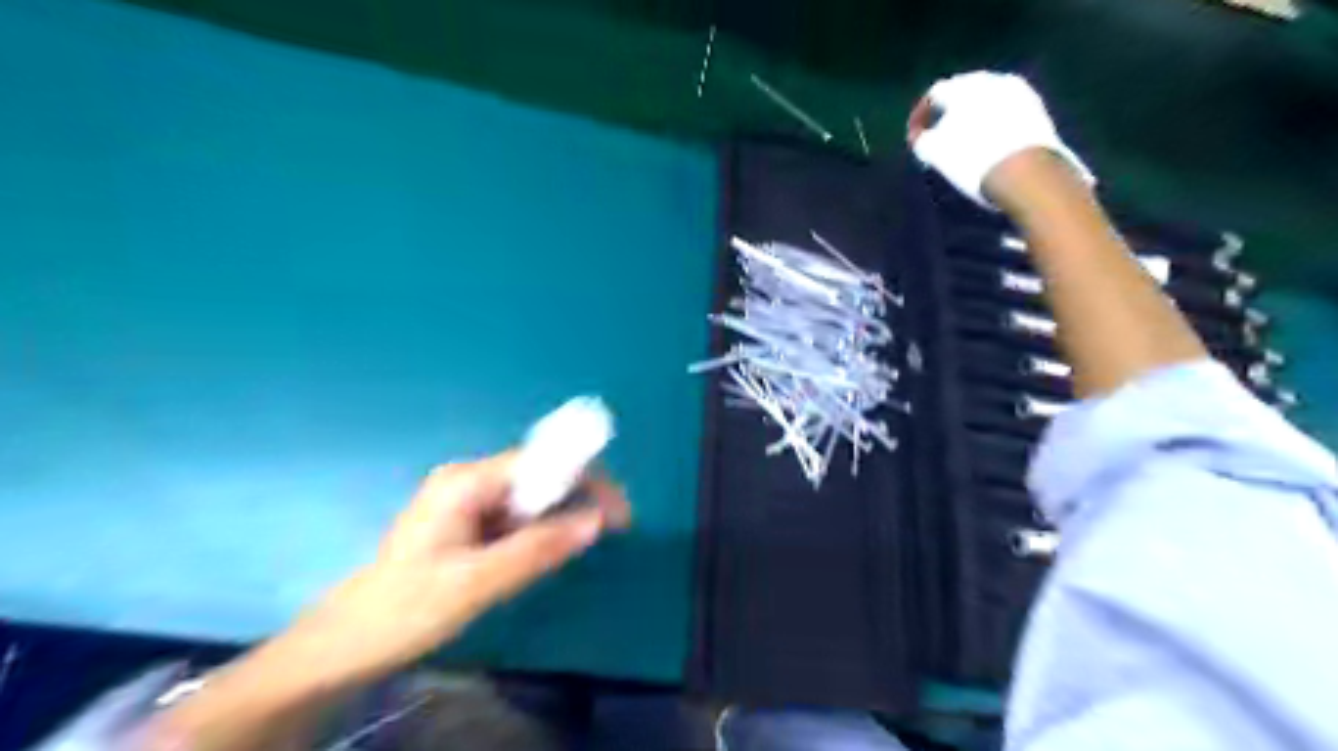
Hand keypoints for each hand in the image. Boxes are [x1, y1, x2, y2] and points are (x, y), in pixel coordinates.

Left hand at [279, 450, 634, 689]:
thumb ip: (538, 549)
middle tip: (607, 531)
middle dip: (577, 498)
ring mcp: (465, 499)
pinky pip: (515, 515)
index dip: (585, 479)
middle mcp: (468, 479)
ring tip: (579, 545)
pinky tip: (543, 552)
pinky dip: (537, 530)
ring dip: (559, 516)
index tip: (618, 512)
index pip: (540, 461)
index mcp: (466, 481)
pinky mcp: (466, 520)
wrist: (348, 642)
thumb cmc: (407, 608)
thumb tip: (598, 521)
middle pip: (538, 474)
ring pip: (529, 497)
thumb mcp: (477, 582)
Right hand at [904, 70, 1090, 207]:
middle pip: (963, 91)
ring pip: (987, 99)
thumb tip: (921, 136)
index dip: (921, 116)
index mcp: (964, 86)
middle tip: (939, 135)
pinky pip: (1007, 109)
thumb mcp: (935, 153)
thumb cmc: (973, 160)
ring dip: (973, 115)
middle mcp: (992, 80)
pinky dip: (994, 121)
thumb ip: (922, 139)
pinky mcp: (1037, 108)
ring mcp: (1019, 91)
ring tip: (965, 140)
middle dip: (949, 112)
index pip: (935, 94)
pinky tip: (990, 141)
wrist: (1026, 174)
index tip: (915, 137)